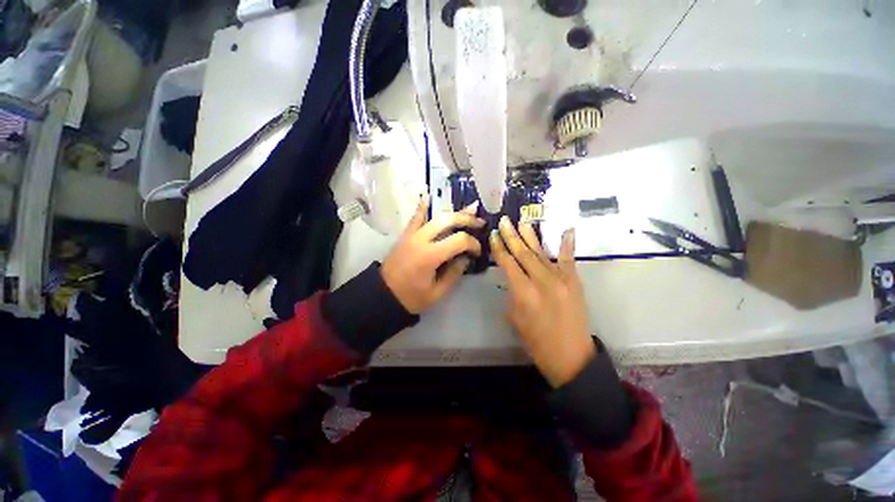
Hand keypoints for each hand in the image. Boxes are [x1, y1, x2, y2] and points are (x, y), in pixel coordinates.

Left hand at [381, 196, 484, 313]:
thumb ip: (454, 273)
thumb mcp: (437, 293)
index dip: (473, 244)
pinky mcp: (406, 235)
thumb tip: (465, 257)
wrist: (383, 295)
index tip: (477, 252)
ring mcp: (412, 235)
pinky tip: (428, 194)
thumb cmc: (411, 298)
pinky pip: (415, 217)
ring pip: (436, 216)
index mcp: (430, 256)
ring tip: (470, 208)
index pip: (459, 240)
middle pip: (448, 220)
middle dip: (467, 220)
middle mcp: (421, 239)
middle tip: (480, 223)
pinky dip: (422, 206)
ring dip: (454, 212)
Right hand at [490, 217, 594, 387]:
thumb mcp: (514, 318)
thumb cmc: (535, 341)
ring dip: (530, 236)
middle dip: (511, 235)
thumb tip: (511, 277)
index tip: (493, 234)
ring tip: (522, 221)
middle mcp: (540, 281)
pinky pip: (568, 259)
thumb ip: (512, 294)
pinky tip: (566, 229)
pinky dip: (567, 244)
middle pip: (522, 253)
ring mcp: (560, 279)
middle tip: (504, 220)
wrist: (570, 355)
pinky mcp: (574, 281)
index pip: (507, 263)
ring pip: (541, 252)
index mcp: (523, 292)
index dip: (499, 248)